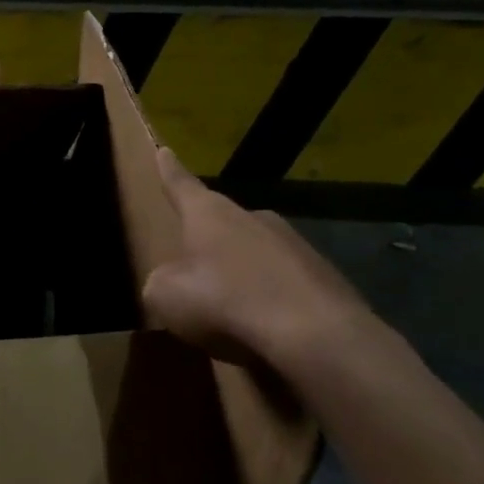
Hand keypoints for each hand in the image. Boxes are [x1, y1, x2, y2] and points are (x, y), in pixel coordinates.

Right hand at [141, 147, 373, 380]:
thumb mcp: (166, 296)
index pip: (181, 185)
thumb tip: (170, 282)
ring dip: (240, 274)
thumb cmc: (226, 303)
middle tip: (194, 262)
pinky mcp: (323, 275)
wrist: (315, 333)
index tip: (164, 149)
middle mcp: (253, 218)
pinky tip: (263, 327)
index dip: (169, 170)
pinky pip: (282, 283)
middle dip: (207, 240)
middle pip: (222, 222)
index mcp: (210, 215)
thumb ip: (160, 282)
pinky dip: (269, 299)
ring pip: (254, 254)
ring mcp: (294, 244)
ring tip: (229, 307)